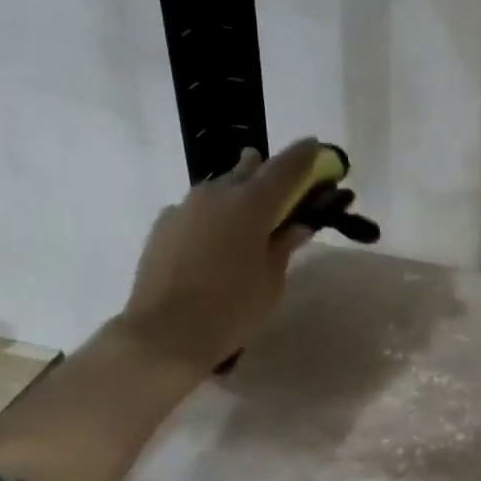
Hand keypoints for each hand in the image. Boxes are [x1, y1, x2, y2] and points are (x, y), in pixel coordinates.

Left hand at [119, 140, 324, 372]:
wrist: (165, 333)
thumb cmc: (231, 310)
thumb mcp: (271, 281)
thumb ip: (284, 246)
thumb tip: (297, 225)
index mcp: (250, 204)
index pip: (285, 168)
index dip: (305, 156)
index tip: (317, 147)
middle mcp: (216, 194)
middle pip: (248, 170)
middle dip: (267, 173)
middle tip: (282, 189)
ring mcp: (184, 206)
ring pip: (219, 189)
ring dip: (237, 195)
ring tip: (248, 218)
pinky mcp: (163, 225)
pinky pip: (196, 211)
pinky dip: (213, 217)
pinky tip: (215, 242)